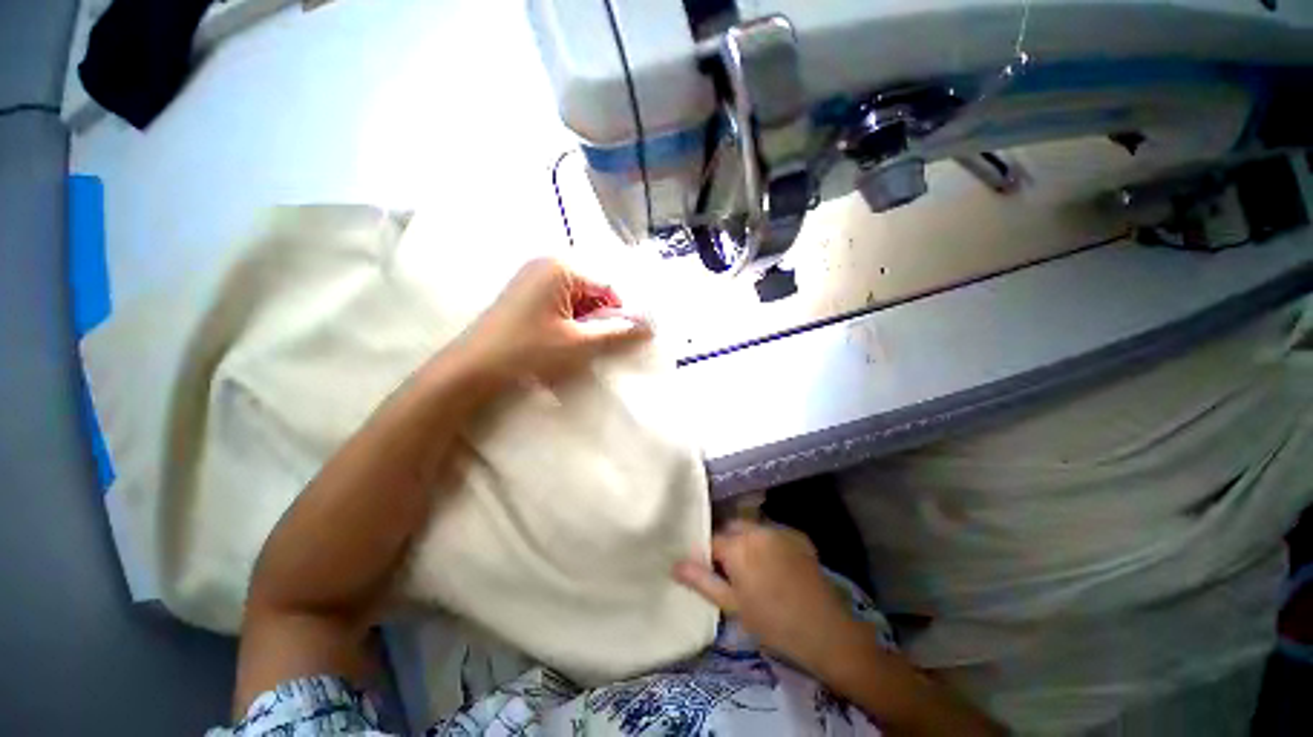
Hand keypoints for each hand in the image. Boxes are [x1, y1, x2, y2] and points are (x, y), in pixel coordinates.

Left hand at [457, 258, 650, 383]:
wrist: (473, 368)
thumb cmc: (530, 351)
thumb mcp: (580, 344)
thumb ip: (618, 333)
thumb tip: (649, 327)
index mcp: (562, 267)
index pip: (608, 285)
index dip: (619, 312)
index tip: (619, 339)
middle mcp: (546, 263)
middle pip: (592, 289)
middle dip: (599, 317)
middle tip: (593, 345)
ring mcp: (531, 277)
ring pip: (576, 298)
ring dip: (583, 322)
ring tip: (573, 346)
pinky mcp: (522, 292)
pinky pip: (558, 302)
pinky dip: (567, 321)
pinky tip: (558, 341)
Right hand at [674, 520, 863, 675]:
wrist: (825, 630)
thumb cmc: (772, 622)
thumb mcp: (732, 605)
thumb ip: (702, 581)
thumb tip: (674, 564)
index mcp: (738, 545)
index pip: (711, 541)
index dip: (707, 555)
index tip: (709, 572)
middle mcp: (756, 529)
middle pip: (731, 528)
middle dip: (727, 543)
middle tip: (730, 572)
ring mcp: (779, 530)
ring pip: (752, 528)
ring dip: (746, 541)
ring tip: (753, 569)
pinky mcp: (798, 536)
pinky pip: (773, 532)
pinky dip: (768, 543)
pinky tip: (776, 566)